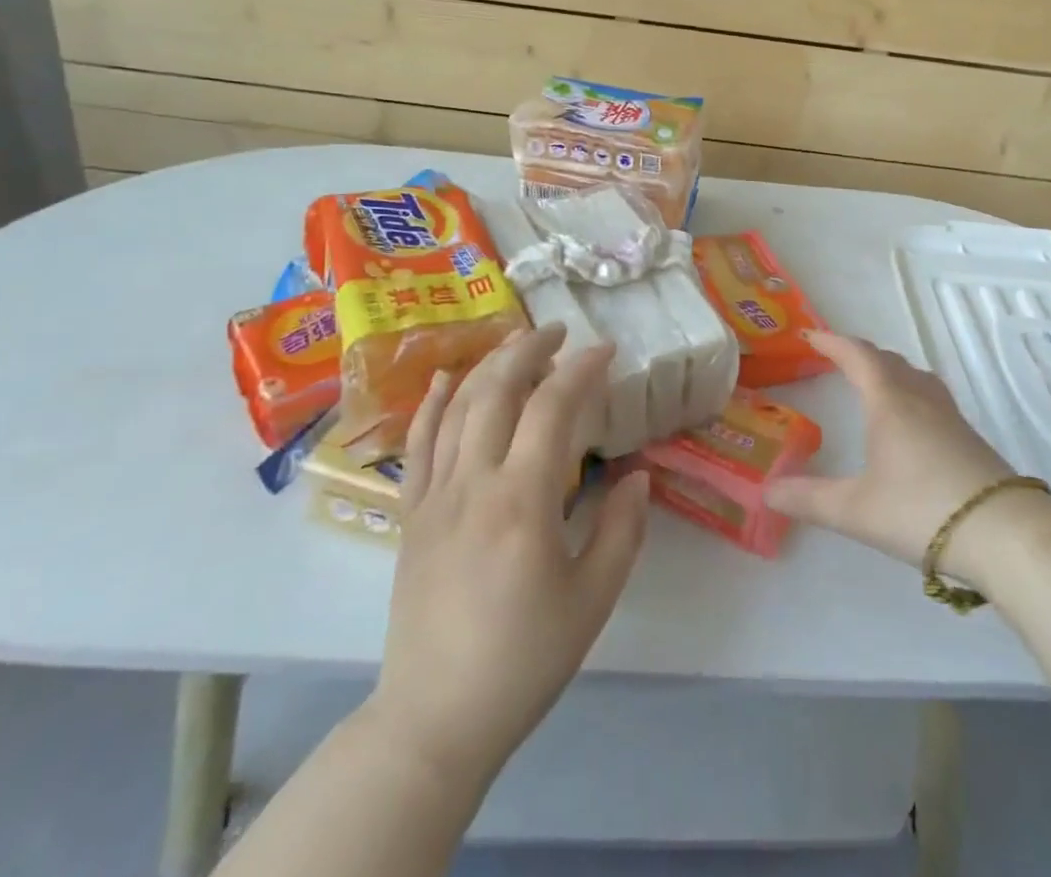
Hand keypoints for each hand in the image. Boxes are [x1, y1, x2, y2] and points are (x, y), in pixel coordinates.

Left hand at [368, 325, 648, 789]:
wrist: (435, 719)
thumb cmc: (523, 659)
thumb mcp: (593, 599)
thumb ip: (622, 530)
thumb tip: (638, 476)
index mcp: (522, 500)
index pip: (552, 408)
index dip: (581, 369)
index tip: (606, 350)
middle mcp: (474, 483)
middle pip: (498, 391)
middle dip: (531, 350)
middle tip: (560, 331)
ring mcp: (435, 495)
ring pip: (459, 407)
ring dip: (490, 365)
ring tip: (517, 342)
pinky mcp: (411, 514)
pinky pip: (419, 444)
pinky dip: (434, 403)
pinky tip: (449, 378)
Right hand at [763, 331, 1050, 581]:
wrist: (1002, 532)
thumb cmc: (920, 509)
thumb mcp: (854, 510)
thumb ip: (808, 499)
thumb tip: (766, 492)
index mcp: (888, 402)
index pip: (857, 355)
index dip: (832, 342)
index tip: (810, 335)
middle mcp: (919, 398)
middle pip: (887, 360)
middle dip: (859, 355)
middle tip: (837, 360)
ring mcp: (949, 416)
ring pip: (914, 376)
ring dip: (889, 370)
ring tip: (874, 383)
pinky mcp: (969, 437)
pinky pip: (931, 397)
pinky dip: (910, 392)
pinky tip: (911, 422)